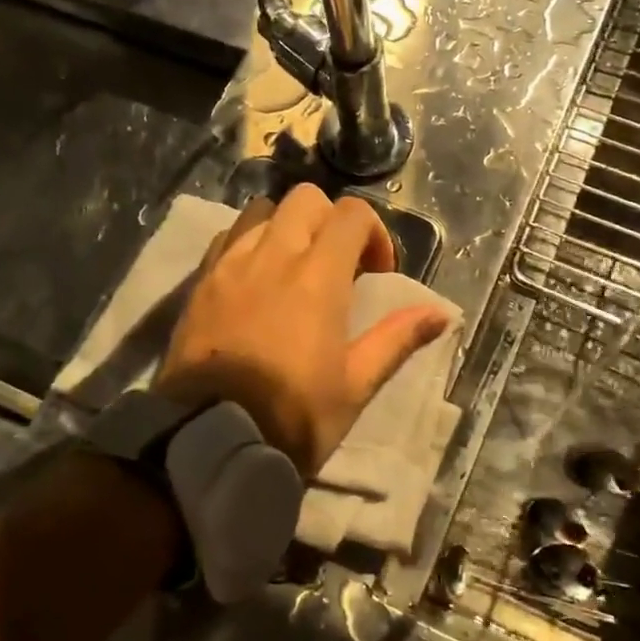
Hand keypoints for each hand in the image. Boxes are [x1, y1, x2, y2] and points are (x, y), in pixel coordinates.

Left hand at [156, 186, 453, 475]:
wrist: (209, 441)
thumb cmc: (293, 417)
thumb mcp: (355, 386)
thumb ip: (396, 340)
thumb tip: (440, 313)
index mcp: (317, 277)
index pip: (351, 214)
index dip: (374, 234)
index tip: (376, 274)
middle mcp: (272, 256)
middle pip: (305, 199)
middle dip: (331, 221)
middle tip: (337, 266)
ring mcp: (229, 266)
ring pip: (261, 211)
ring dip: (287, 227)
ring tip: (292, 269)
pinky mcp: (198, 283)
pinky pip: (227, 238)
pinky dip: (249, 243)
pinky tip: (255, 281)